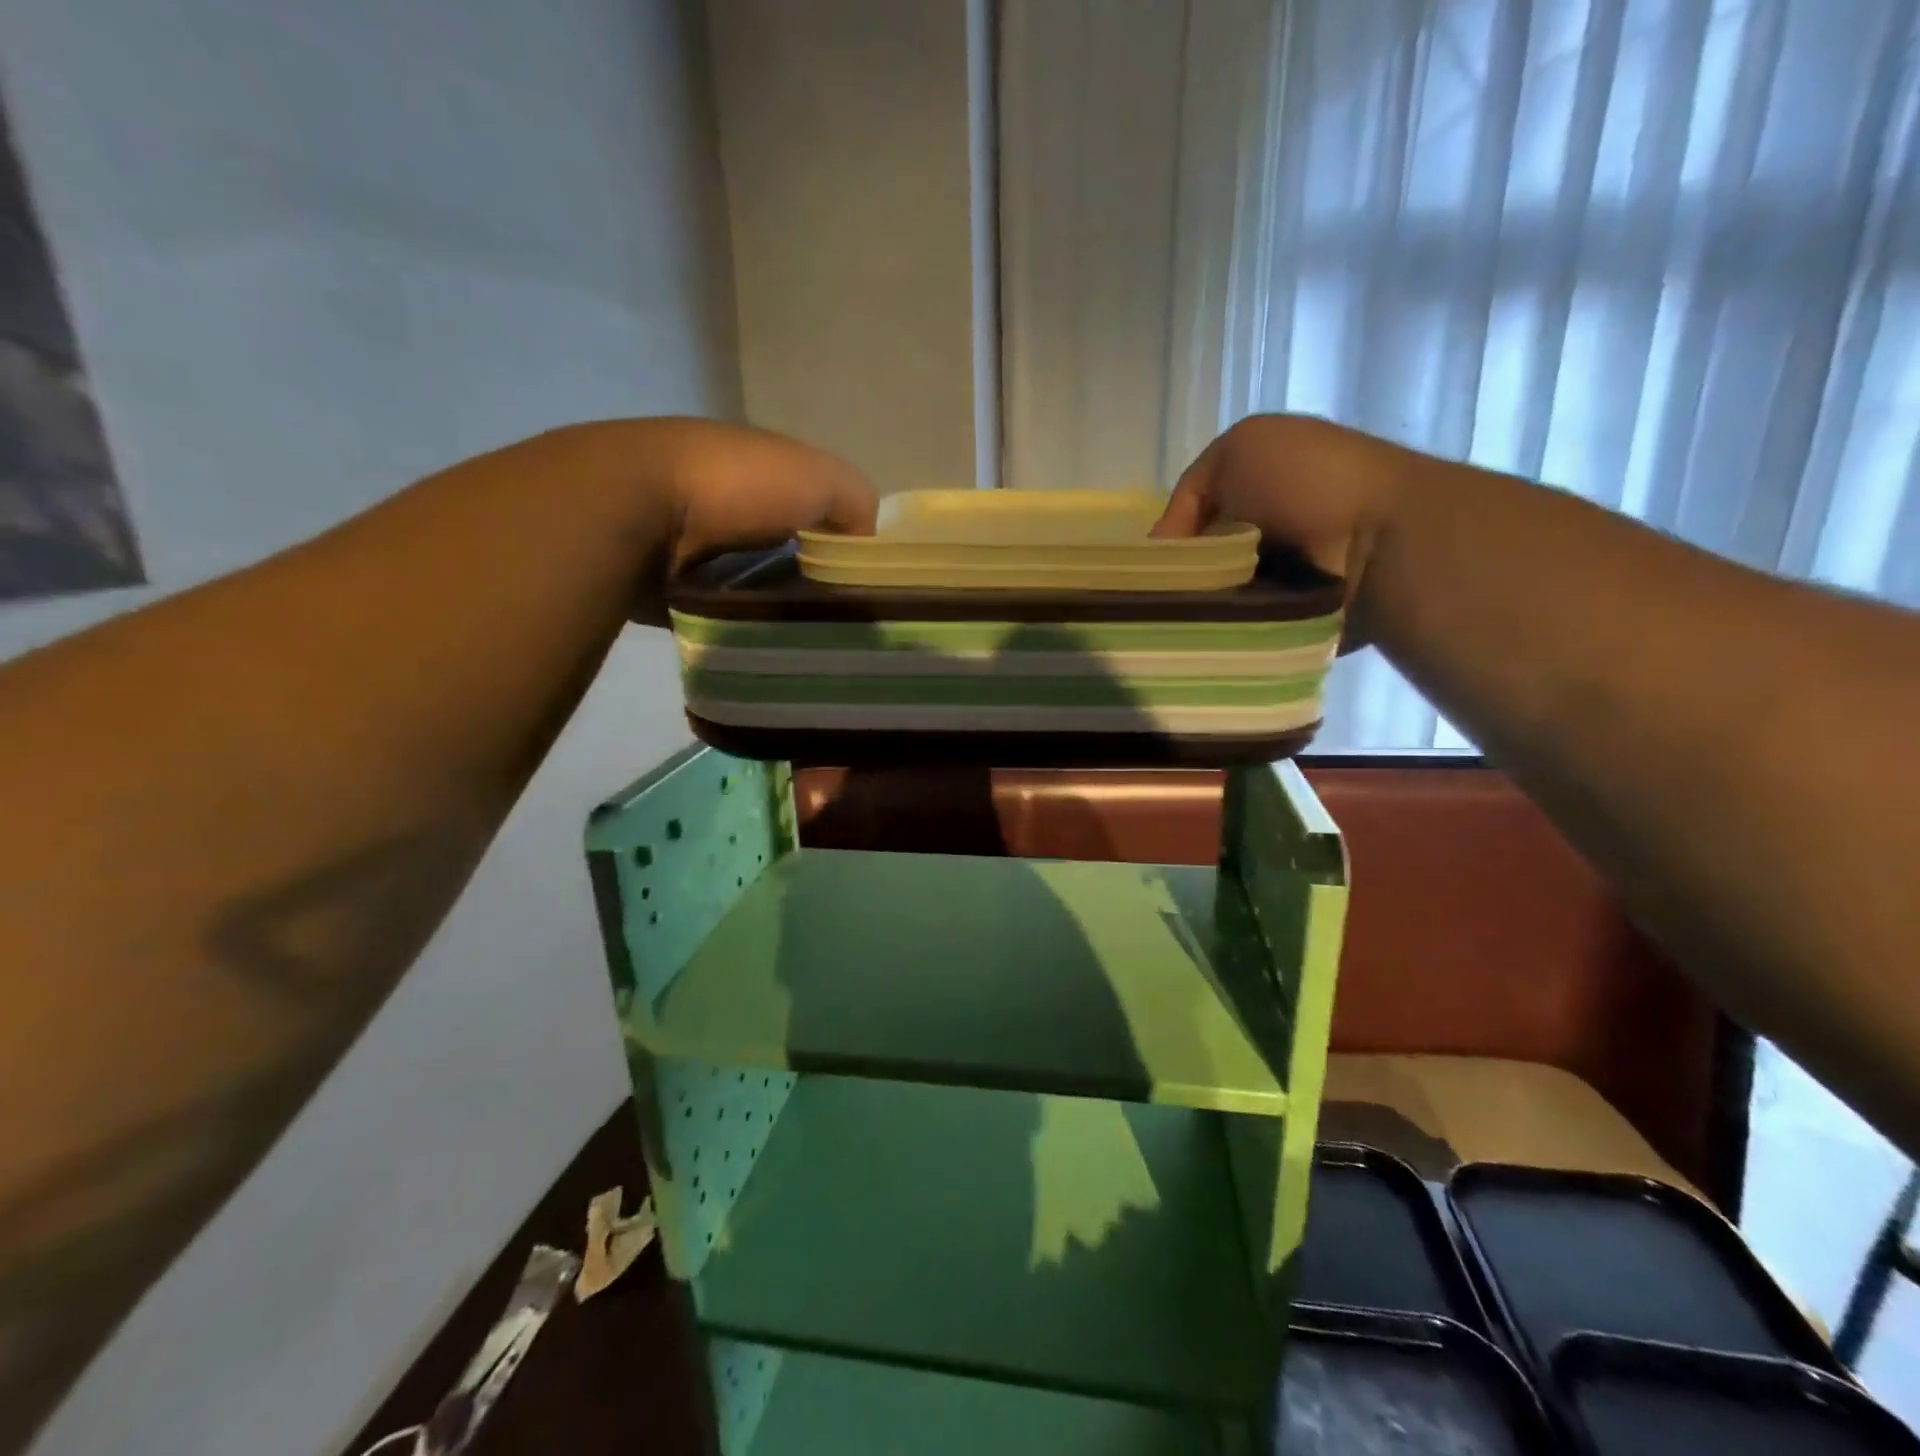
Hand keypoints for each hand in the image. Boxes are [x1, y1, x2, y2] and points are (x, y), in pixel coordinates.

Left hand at [535, 418, 878, 623]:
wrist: (632, 510)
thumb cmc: (735, 486)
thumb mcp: (818, 477)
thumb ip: (855, 501)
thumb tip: (866, 542)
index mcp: (761, 469)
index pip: (814, 507)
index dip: (840, 539)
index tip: (858, 579)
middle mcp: (727, 501)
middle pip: (782, 549)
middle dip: (807, 579)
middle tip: (834, 618)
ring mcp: (690, 541)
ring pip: (750, 581)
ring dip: (772, 603)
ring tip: (802, 637)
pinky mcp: (666, 582)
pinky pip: (716, 607)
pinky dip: (735, 621)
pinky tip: (758, 640)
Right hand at [1151, 415, 1426, 644]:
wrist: (1382, 540)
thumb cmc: (1308, 482)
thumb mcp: (1238, 450)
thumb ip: (1190, 492)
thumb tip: (1164, 551)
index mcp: (1256, 489)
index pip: (1191, 523)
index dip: (1168, 543)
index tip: (1151, 569)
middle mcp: (1268, 531)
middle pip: (1202, 563)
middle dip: (1182, 578)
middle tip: (1163, 599)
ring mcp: (1283, 579)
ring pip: (1217, 597)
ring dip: (1203, 605)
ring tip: (1181, 622)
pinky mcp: (1292, 619)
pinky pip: (1243, 626)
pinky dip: (1225, 628)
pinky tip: (1209, 633)